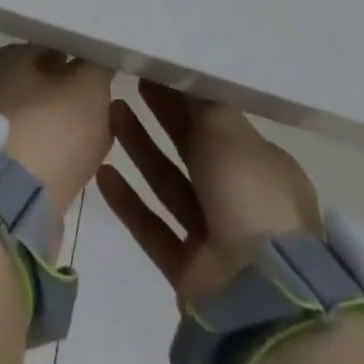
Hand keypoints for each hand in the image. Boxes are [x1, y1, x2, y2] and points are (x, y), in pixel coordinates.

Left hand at [0, 44, 114, 223]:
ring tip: (95, 142)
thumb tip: (98, 59)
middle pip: (44, 85)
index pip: (51, 47)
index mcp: (7, 57)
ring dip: (65, 130)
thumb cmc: (49, 130)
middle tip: (103, 111)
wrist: (9, 205)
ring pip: (41, 120)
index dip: (80, 60)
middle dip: (72, 97)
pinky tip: (76, 168)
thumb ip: (97, 67)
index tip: (103, 77)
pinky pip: (36, 153)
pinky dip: (55, 158)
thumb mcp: (88, 88)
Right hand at [97, 80, 320, 306]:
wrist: (259, 294)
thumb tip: (184, 74)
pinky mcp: (191, 270)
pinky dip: (129, 202)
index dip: (188, 95)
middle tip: (129, 82)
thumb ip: (202, 102)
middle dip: (162, 116)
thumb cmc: (250, 196)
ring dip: (140, 150)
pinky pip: (154, 228)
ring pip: (170, 184)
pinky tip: (102, 173)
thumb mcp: (230, 132)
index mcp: (262, 167)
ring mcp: (216, 238)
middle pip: (193, 149)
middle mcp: (241, 200)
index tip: (157, 70)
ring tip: (110, 113)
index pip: (220, 122)